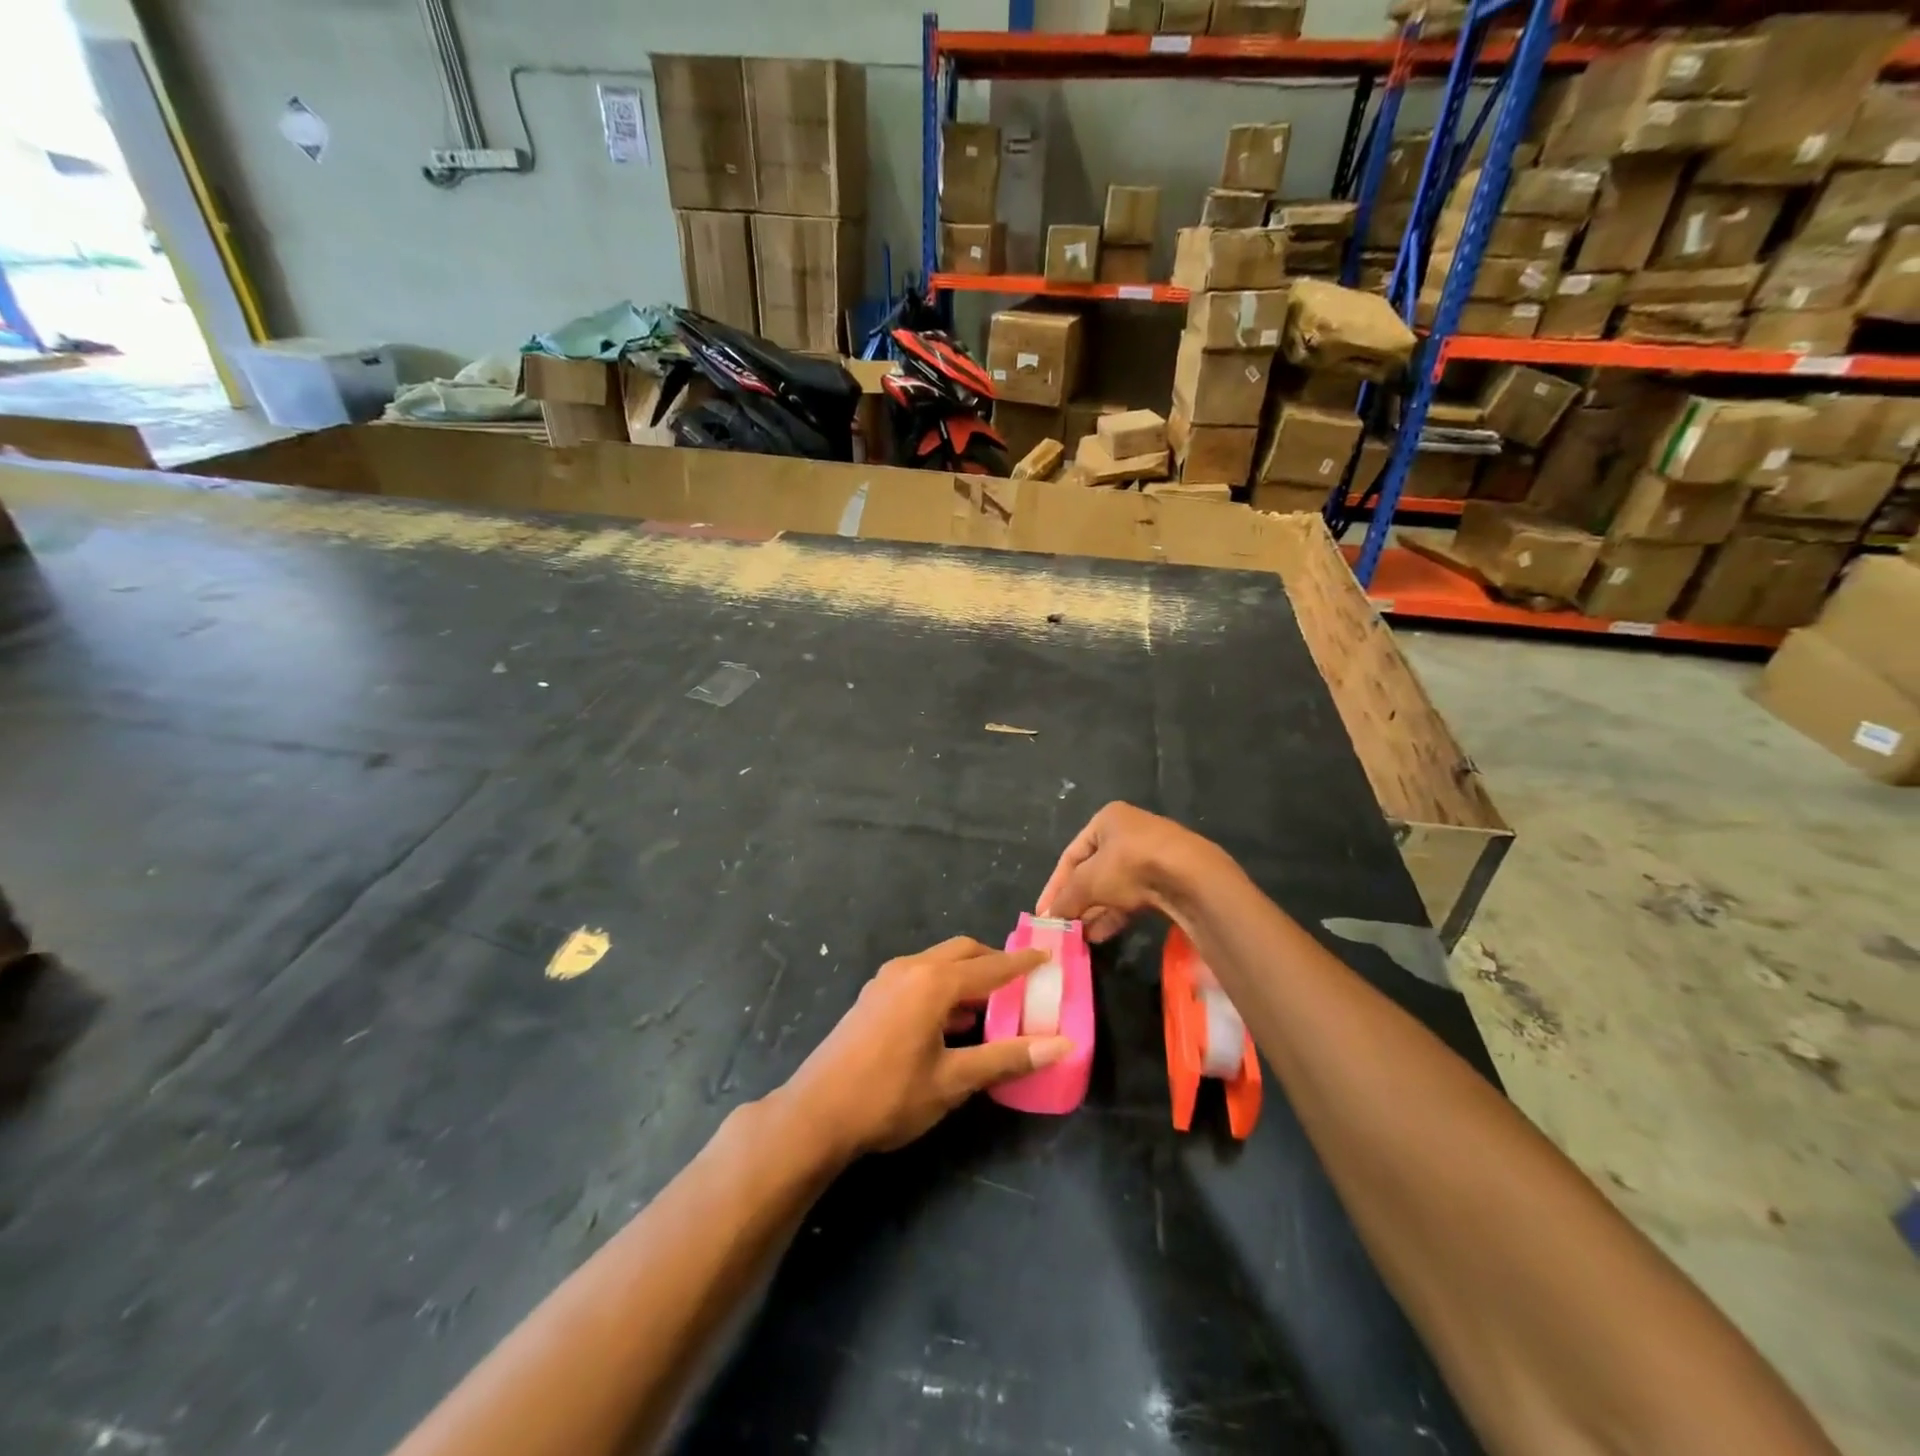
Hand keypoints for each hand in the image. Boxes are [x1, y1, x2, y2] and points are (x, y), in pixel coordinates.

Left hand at [778, 937, 1073, 1156]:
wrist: (817, 1113)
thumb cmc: (889, 1096)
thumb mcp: (954, 1081)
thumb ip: (1007, 1058)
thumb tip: (1061, 1045)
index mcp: (933, 982)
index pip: (990, 967)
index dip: (1022, 964)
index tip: (1048, 957)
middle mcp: (910, 969)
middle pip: (963, 953)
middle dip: (994, 963)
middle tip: (1022, 983)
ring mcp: (887, 980)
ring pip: (939, 963)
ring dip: (968, 976)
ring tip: (994, 1004)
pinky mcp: (873, 996)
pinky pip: (920, 977)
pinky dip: (944, 987)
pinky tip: (953, 1020)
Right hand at [1038, 802, 1214, 942]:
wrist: (1191, 876)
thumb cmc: (1130, 865)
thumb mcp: (1089, 881)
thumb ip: (1066, 898)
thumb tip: (1049, 917)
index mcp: (1107, 820)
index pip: (1071, 855)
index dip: (1055, 886)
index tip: (1044, 913)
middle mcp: (1128, 832)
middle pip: (1092, 872)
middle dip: (1077, 901)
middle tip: (1064, 927)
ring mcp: (1150, 855)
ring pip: (1113, 887)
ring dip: (1095, 911)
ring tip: (1080, 937)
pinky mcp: (1167, 879)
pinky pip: (1132, 897)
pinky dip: (1115, 914)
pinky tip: (1101, 935)